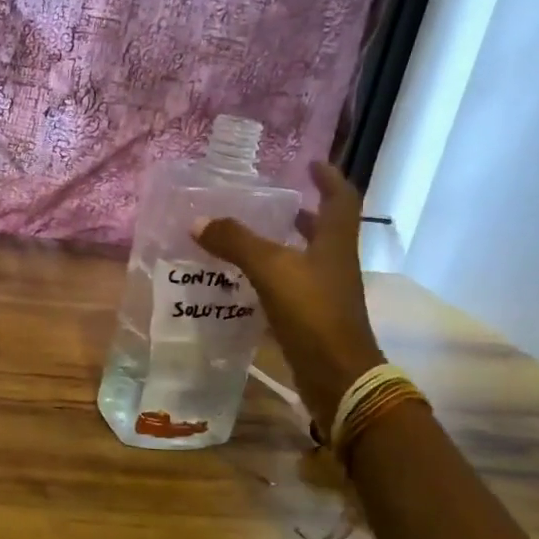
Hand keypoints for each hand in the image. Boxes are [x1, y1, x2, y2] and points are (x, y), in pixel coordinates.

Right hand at [194, 160, 384, 426]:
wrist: (337, 375)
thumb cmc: (312, 313)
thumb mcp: (271, 270)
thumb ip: (236, 243)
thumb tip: (198, 221)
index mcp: (335, 243)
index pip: (340, 198)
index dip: (328, 177)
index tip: (309, 163)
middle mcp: (335, 263)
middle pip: (324, 229)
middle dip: (300, 213)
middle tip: (269, 202)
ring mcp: (326, 292)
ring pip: (305, 258)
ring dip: (283, 245)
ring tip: (248, 237)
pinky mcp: (312, 317)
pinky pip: (290, 286)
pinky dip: (270, 277)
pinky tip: (244, 280)